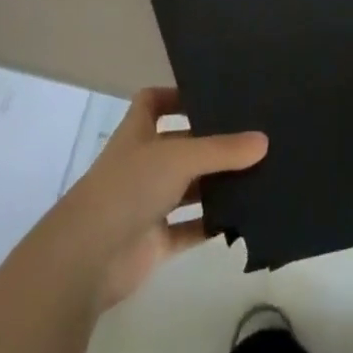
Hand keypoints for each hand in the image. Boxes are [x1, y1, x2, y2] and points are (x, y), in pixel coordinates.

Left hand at [37, 88, 266, 312]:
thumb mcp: (179, 157)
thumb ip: (222, 150)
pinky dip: (212, 225)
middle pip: (179, 145)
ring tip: (259, 174)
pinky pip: (190, 229)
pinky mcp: (155, 242)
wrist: (89, 257)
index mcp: (138, 133)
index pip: (153, 102)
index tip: (211, 95)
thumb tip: (264, 140)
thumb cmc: (129, 187)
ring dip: (216, 185)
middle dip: (211, 143)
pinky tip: (244, 219)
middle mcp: (142, 163)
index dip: (176, 95)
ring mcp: (148, 203)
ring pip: (188, 188)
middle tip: (253, 135)